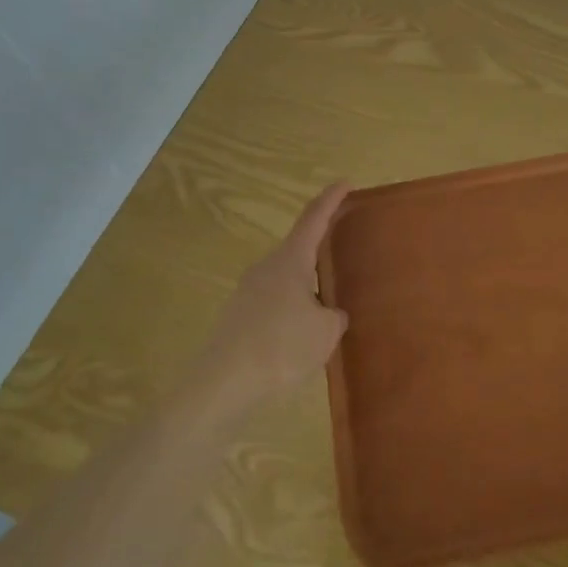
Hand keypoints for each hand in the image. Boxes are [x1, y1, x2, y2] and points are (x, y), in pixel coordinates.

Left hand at [187, 183, 351, 424]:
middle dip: (320, 251)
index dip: (331, 199)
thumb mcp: (325, 332)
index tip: (345, 182)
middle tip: (343, 254)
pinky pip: (274, 303)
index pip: (314, 218)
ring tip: (327, 310)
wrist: (222, 384)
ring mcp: (249, 291)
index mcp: (291, 260)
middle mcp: (267, 267)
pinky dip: (291, 311)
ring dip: (306, 288)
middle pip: (299, 249)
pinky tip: (300, 338)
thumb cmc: (281, 347)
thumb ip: (334, 316)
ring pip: (286, 280)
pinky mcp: (238, 317)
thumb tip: (328, 313)